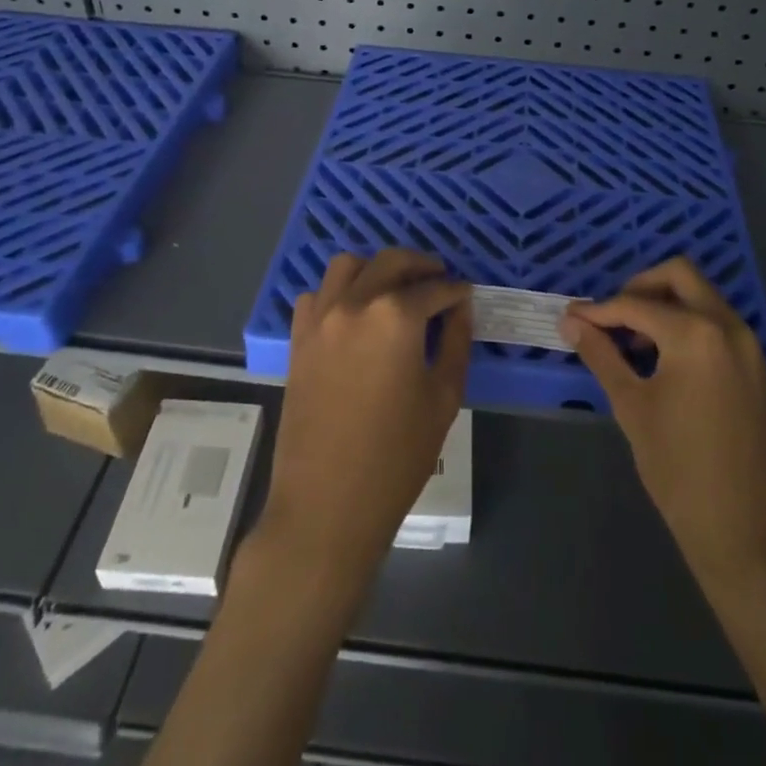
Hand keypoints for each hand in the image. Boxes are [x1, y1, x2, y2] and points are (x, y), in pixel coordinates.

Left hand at [258, 249, 470, 582]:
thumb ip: (456, 342)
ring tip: (394, 290)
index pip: (435, 288)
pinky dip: (338, 292)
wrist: (326, 504)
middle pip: (391, 261)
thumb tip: (460, 307)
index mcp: (396, 316)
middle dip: (421, 265)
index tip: (466, 297)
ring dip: (376, 269)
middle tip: (439, 281)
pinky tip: (354, 315)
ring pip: (348, 265)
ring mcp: (321, 318)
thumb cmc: (396, 457)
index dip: (456, 291)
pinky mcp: (299, 338)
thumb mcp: (443, 398)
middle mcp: (355, 303)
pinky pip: (318, 295)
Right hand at [558, 257, 765, 592]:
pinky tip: (661, 357)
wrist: (747, 534)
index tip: (571, 318)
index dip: (599, 311)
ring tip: (631, 340)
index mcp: (696, 334)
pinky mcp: (755, 366)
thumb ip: (602, 355)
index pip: (636, 305)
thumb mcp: (633, 407)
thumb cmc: (680, 471)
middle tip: (610, 318)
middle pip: (679, 276)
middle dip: (639, 288)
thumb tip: (570, 323)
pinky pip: (716, 322)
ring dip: (664, 304)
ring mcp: (748, 345)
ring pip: (701, 296)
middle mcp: (728, 326)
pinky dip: (686, 323)